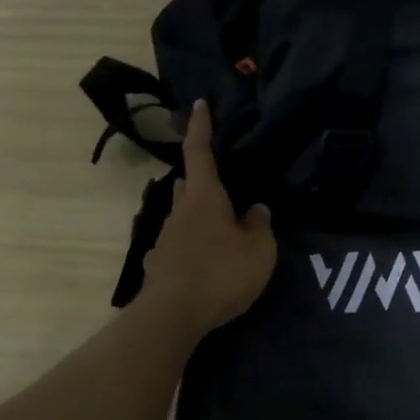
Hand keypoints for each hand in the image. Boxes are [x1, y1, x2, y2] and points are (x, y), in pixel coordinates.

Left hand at [137, 100, 276, 333]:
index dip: (201, 127)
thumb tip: (256, 209)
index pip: (200, 152)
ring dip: (198, 215)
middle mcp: (180, 211)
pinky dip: (191, 245)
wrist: (172, 315)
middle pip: (188, 185)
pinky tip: (203, 261)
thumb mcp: (258, 250)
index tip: (199, 104)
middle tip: (221, 182)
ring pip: (182, 215)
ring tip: (220, 228)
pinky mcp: (159, 264)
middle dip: (201, 179)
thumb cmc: (221, 273)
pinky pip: (178, 244)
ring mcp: (165, 238)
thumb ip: (260, 225)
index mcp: (205, 197)